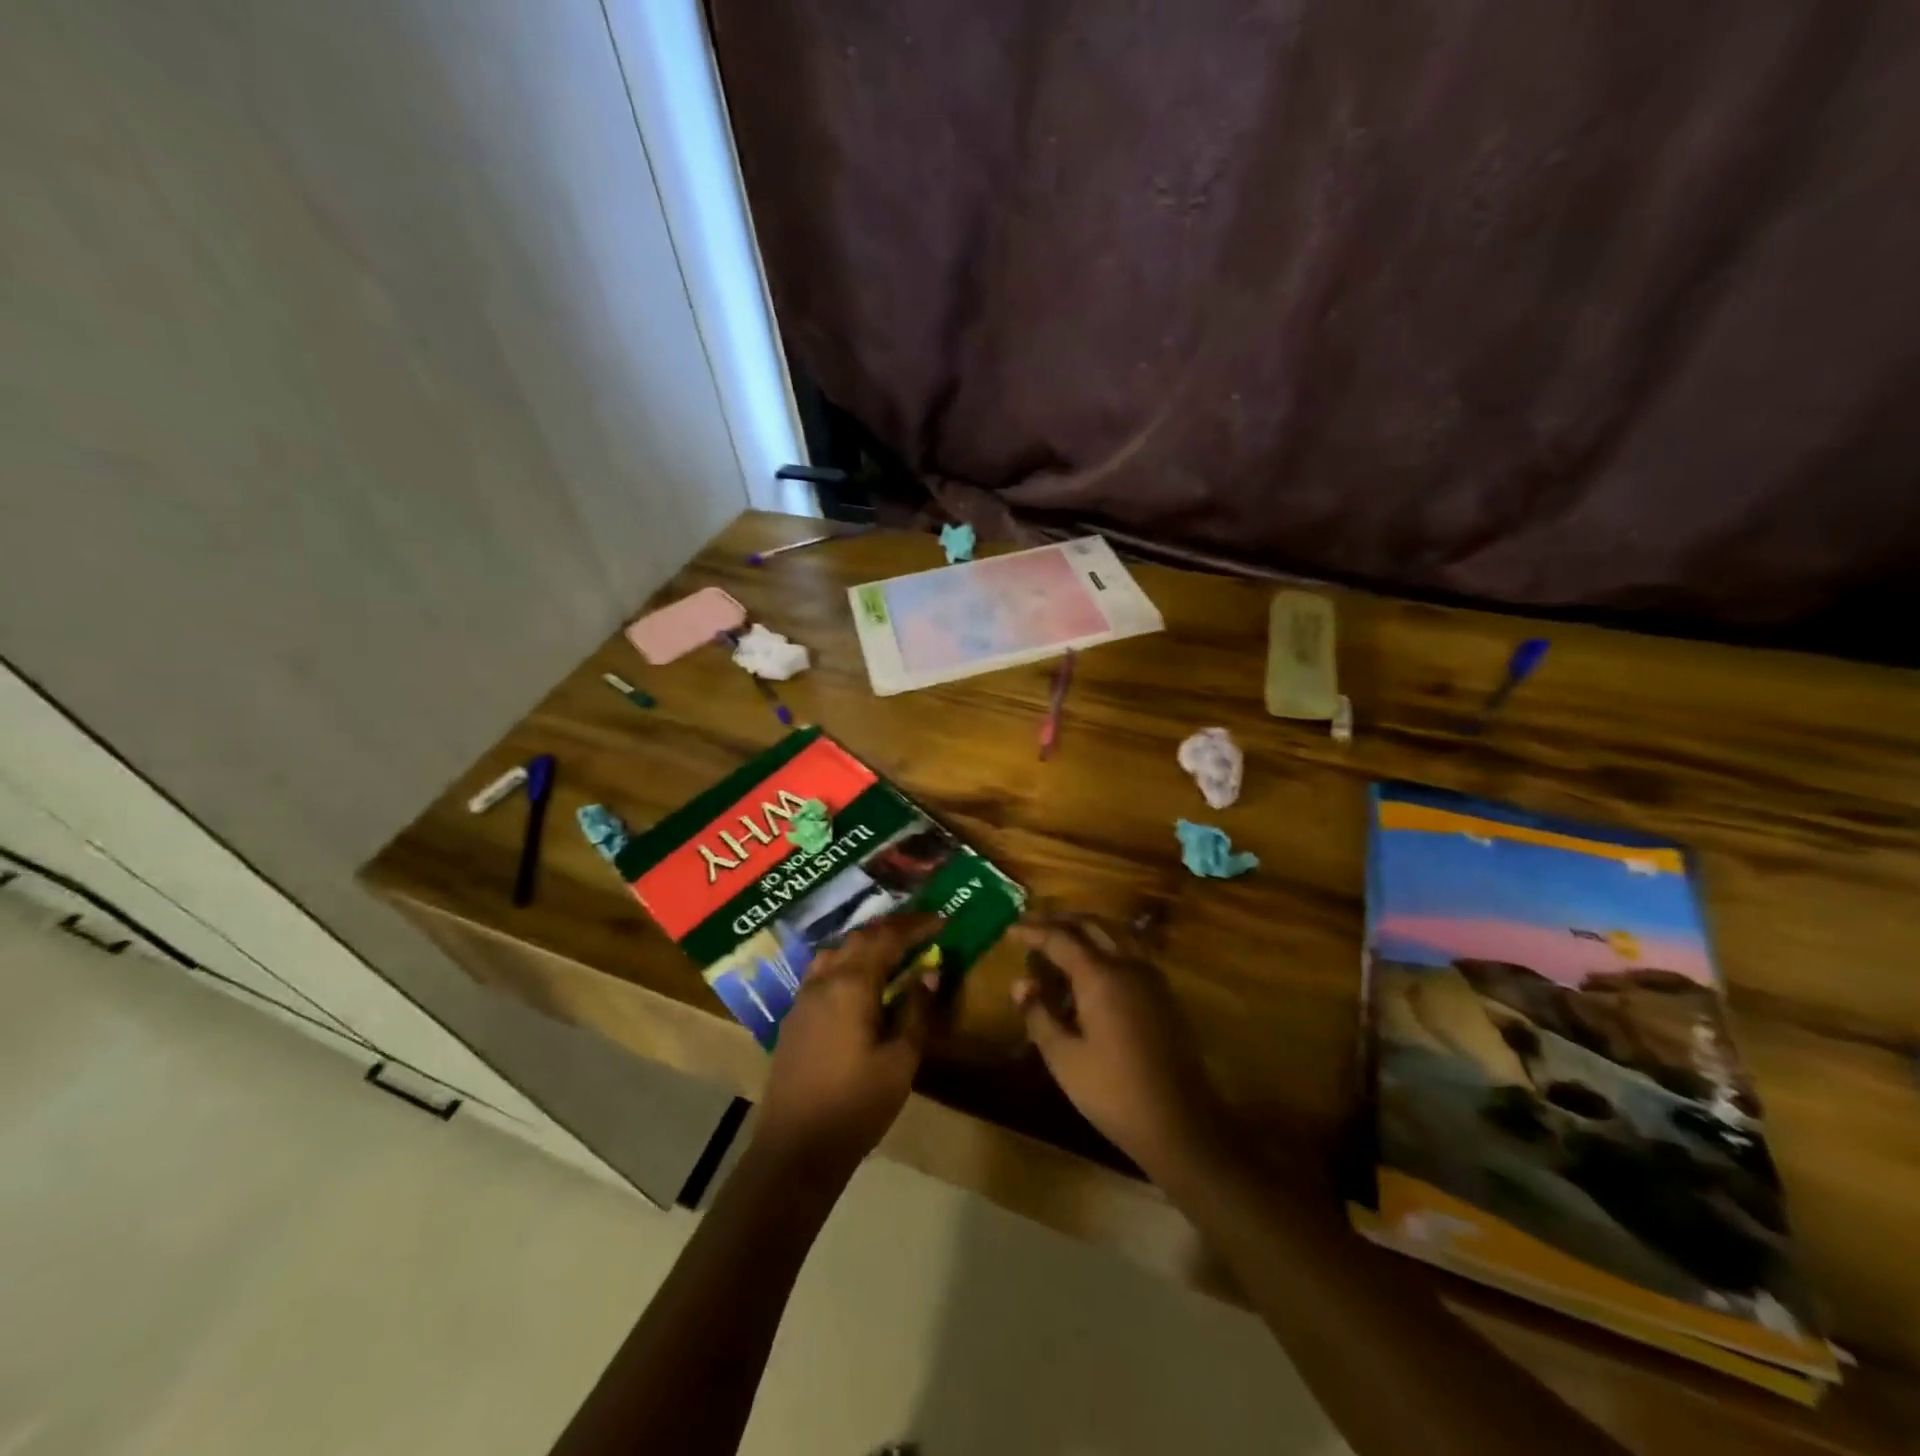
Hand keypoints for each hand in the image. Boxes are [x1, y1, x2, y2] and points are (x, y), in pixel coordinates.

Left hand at [754, 912, 941, 1174]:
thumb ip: (916, 1011)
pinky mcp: (795, 1016)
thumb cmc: (856, 1105)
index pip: (886, 938)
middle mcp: (824, 980)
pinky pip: (823, 971)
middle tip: (921, 929)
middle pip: (859, 938)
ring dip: (866, 942)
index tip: (941, 920)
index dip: (915, 925)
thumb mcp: (900, 1061)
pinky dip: (847, 961)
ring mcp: (804, 997)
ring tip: (892, 949)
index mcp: (851, 985)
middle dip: (891, 928)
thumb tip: (930, 972)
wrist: (795, 1149)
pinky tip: (860, 980)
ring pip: (836, 951)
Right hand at [1011, 919, 1229, 1180]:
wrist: (1179, 1122)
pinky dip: (1106, 942)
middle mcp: (1128, 964)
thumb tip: (1021, 983)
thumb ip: (1039, 1014)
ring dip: (1084, 927)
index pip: (1060, 938)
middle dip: (1058, 921)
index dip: (1033, 931)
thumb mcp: (1064, 1058)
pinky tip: (1094, 961)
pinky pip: (1130, 948)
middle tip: (1031, 925)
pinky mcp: (1163, 991)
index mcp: (1101, 976)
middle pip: (1090, 925)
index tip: (1010, 929)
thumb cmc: (1114, 1092)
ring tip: (1059, 936)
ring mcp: (1150, 976)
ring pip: (1114, 931)